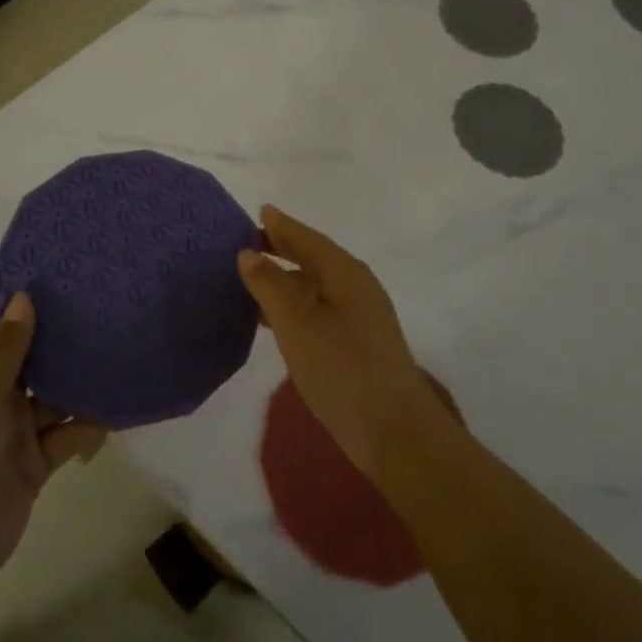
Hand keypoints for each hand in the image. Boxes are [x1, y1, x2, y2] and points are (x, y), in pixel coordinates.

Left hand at [0, 294, 107, 591]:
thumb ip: (7, 352)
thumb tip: (24, 297)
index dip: (18, 302)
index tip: (57, 274)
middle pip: (30, 357)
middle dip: (59, 335)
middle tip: (103, 302)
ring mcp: (16, 431)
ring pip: (54, 395)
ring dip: (80, 378)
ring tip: (120, 345)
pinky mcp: (37, 462)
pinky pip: (68, 434)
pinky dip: (90, 423)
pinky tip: (118, 405)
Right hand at [238, 207, 444, 479]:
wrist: (394, 430)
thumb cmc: (340, 368)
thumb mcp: (296, 323)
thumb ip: (270, 284)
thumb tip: (249, 252)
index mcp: (344, 271)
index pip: (307, 237)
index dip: (281, 225)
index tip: (259, 211)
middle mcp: (356, 285)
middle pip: (314, 257)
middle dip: (283, 249)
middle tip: (247, 244)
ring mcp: (361, 316)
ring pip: (317, 285)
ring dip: (287, 280)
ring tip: (253, 280)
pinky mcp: (360, 343)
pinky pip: (320, 309)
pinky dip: (296, 305)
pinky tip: (276, 320)